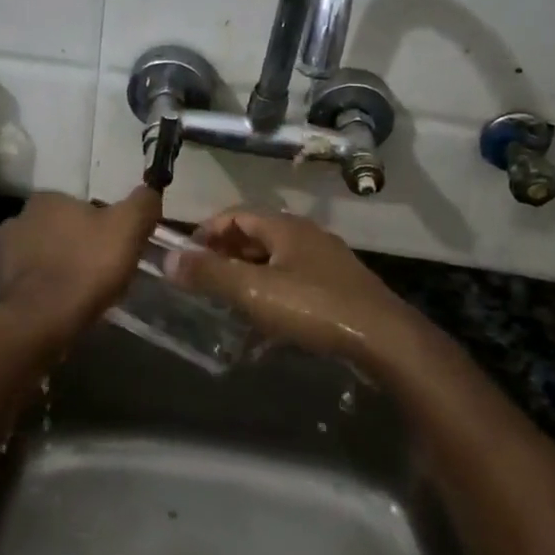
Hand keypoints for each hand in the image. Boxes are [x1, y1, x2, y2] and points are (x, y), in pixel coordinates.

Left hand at [0, 187, 162, 334]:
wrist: (41, 322)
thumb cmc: (86, 266)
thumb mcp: (128, 228)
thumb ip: (142, 204)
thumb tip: (150, 191)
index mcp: (45, 199)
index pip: (77, 205)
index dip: (98, 224)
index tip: (113, 246)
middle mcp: (16, 220)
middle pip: (56, 230)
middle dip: (74, 245)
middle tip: (99, 270)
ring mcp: (1, 255)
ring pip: (39, 256)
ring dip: (55, 268)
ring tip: (80, 292)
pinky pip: (27, 284)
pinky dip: (42, 292)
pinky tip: (59, 307)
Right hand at [167, 209, 423, 364]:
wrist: (385, 339)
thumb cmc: (314, 307)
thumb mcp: (254, 291)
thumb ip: (210, 274)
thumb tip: (168, 259)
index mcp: (285, 226)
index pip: (236, 214)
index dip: (207, 231)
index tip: (186, 257)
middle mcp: (306, 235)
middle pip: (256, 235)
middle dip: (225, 254)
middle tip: (202, 280)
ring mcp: (326, 261)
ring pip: (275, 260)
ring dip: (248, 275)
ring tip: (227, 301)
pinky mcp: (340, 288)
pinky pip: (294, 282)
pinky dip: (272, 293)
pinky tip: (266, 324)